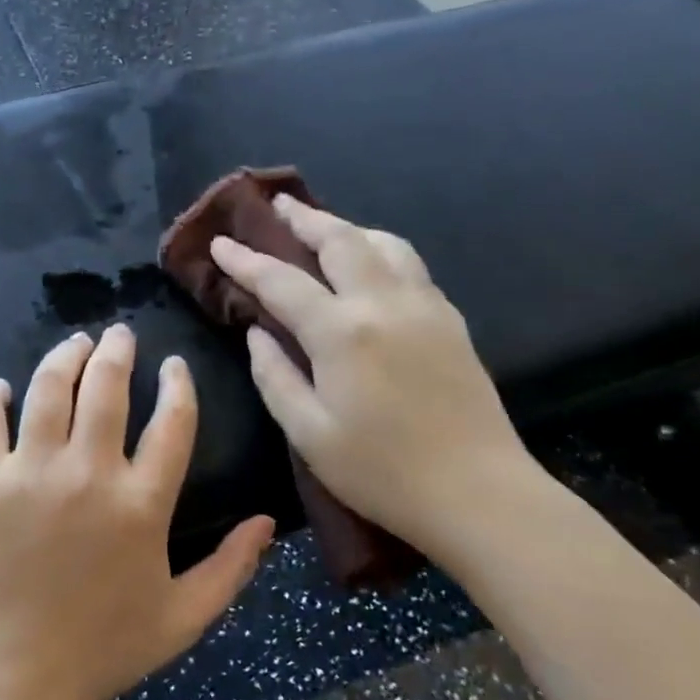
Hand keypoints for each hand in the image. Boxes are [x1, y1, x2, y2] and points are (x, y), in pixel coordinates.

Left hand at [0, 325, 275, 699]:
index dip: (177, 385)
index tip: (173, 365)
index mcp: (142, 504)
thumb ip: (231, 569)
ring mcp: (30, 472)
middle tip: (118, 334)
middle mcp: (89, 473)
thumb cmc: (100, 650)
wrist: (8, 678)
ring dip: (64, 357)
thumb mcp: (182, 619)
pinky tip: (1, 387)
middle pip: (106, 387)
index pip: (172, 422)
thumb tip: (269, 522)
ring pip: (49, 389)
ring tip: (75, 343)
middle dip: (116, 351)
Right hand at [209, 196, 541, 561]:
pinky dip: (379, 248)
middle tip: (276, 204)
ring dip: (347, 227)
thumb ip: (275, 377)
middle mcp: (383, 304)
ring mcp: (424, 307)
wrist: (479, 495)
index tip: (219, 244)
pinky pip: (409, 264)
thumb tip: (258, 333)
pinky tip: (371, 262)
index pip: (282, 281)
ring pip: (382, 243)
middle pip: (340, 240)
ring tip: (323, 227)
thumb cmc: (382, 472)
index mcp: (342, 333)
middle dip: (303, 218)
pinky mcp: (450, 320)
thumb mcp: (309, 434)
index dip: (245, 261)